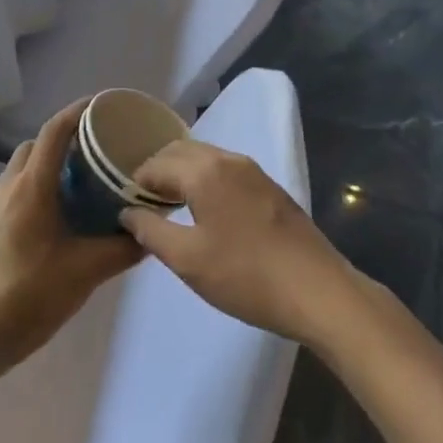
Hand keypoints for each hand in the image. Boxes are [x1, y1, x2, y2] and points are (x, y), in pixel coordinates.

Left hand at [0, 98, 142, 369]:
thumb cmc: (31, 295)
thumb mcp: (87, 271)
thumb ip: (124, 247)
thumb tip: (154, 230)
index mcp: (32, 188)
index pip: (55, 131)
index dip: (78, 111)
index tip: (104, 106)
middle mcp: (9, 189)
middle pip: (36, 145)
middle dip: (65, 138)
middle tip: (98, 150)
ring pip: (21, 168)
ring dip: (48, 163)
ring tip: (81, 181)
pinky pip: (14, 191)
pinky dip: (36, 187)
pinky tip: (58, 216)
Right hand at [120, 140, 357, 346]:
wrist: (317, 291)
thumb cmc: (245, 275)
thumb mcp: (187, 260)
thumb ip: (150, 231)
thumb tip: (128, 212)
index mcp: (205, 170)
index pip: (156, 163)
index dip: (135, 182)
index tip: (125, 206)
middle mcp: (229, 159)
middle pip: (181, 151)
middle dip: (158, 171)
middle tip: (144, 204)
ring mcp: (254, 171)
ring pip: (206, 158)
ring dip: (183, 174)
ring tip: (171, 208)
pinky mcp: (270, 188)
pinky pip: (226, 171)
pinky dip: (206, 180)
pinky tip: (206, 211)